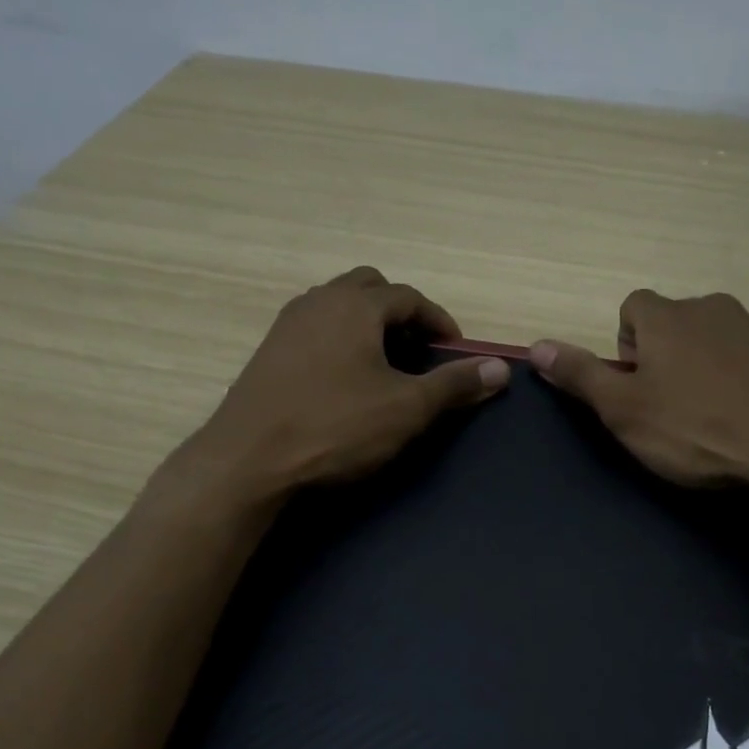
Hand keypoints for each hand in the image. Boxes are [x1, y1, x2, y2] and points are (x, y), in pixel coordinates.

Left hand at [154, 267, 507, 508]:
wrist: (248, 459)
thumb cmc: (336, 427)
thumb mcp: (407, 408)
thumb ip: (454, 384)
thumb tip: (500, 369)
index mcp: (356, 305)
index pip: (410, 297)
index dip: (439, 322)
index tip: (455, 352)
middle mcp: (319, 301)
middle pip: (371, 289)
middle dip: (401, 313)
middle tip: (418, 352)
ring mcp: (288, 324)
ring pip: (339, 306)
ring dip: (368, 325)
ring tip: (385, 365)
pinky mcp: (269, 351)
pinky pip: (316, 328)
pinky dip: (341, 340)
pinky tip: (345, 381)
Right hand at [529, 290, 748, 488]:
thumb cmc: (695, 429)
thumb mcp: (624, 410)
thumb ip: (580, 375)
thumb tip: (534, 347)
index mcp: (668, 318)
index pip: (633, 307)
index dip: (627, 344)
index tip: (636, 384)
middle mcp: (713, 308)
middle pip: (677, 321)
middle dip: (667, 355)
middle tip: (671, 406)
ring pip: (719, 338)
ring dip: (708, 366)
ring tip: (713, 416)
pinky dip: (747, 379)